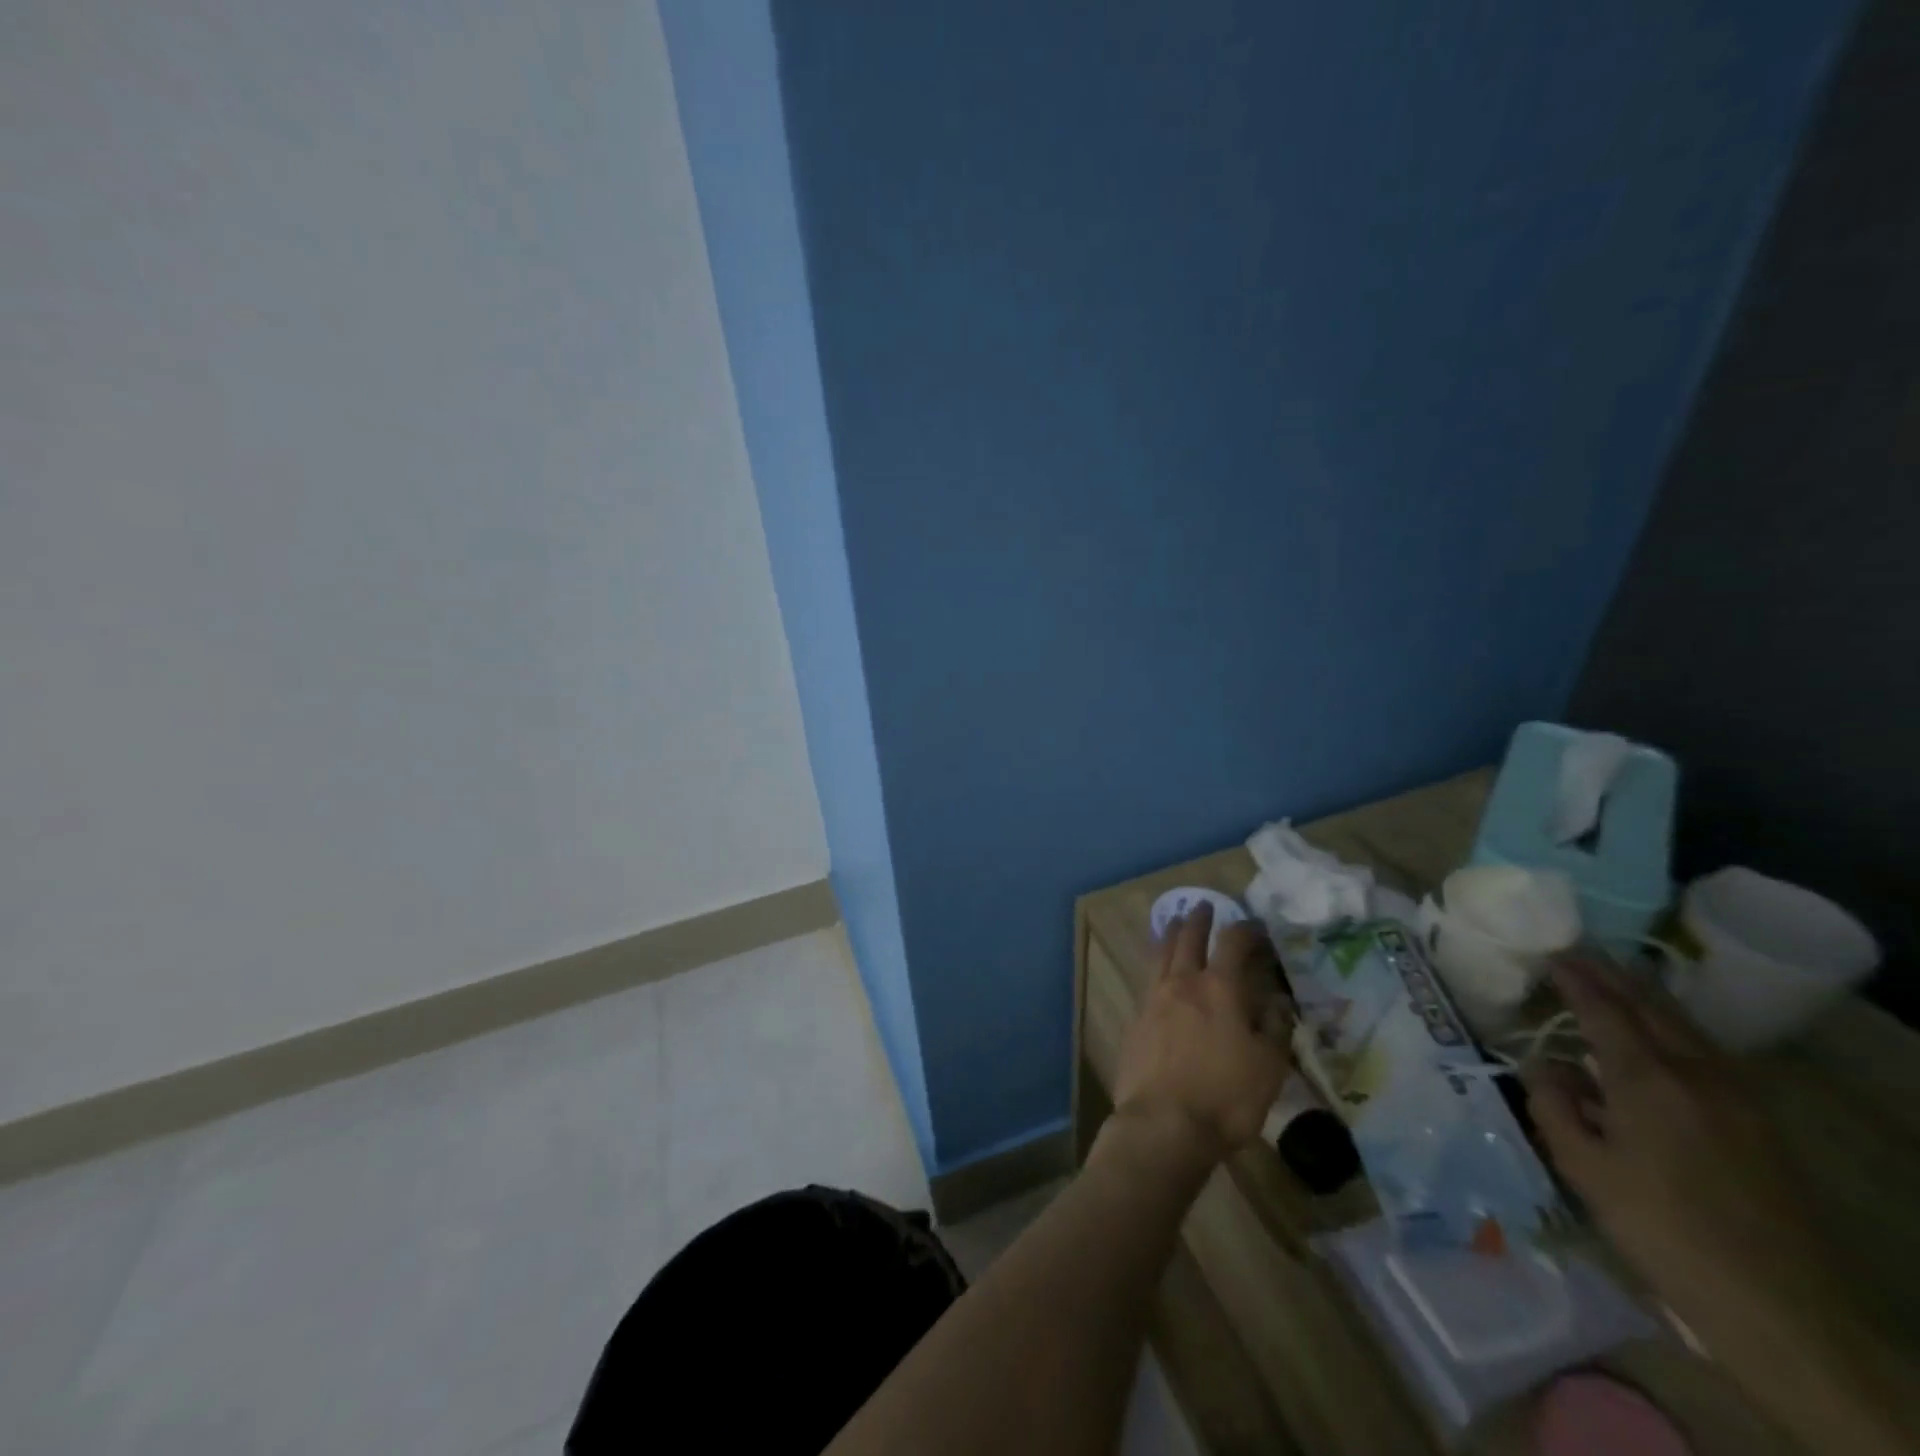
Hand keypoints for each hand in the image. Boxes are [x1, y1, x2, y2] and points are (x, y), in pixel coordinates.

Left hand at [1112, 902, 1292, 1171]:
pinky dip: (1156, 965)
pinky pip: (1147, 980)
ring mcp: (1154, 999)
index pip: (1233, 943)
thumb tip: (1279, 1001)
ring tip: (1175, 923)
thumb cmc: (1225, 1097)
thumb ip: (1274, 1028)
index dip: (1245, 929)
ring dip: (1171, 934)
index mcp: (1220, 989)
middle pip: (1188, 938)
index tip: (1255, 925)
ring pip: (1161, 954)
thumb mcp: (1268, 1067)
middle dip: (1199, 919)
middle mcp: (1183, 983)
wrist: (1163, 1123)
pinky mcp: (1135, 1019)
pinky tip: (1158, 972)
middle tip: (1203, 905)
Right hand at [1522, 956, 1826, 1337]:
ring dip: (1645, 996)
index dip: (1575, 980)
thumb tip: (1543, 1064)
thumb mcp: (1584, 1169)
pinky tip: (1660, 1033)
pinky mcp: (1759, 1120)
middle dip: (1612, 975)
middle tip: (1577, 953)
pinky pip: (1706, 1050)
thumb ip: (1554, 1105)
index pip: (1603, 1010)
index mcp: (1647, 1080)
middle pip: (1651, 1006)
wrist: (1781, 1305)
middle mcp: (1696, 1073)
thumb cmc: (1662, 1230)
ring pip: (1685, 1025)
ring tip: (1614, 979)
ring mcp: (1738, 1095)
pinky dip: (1672, 1025)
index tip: (1550, 955)